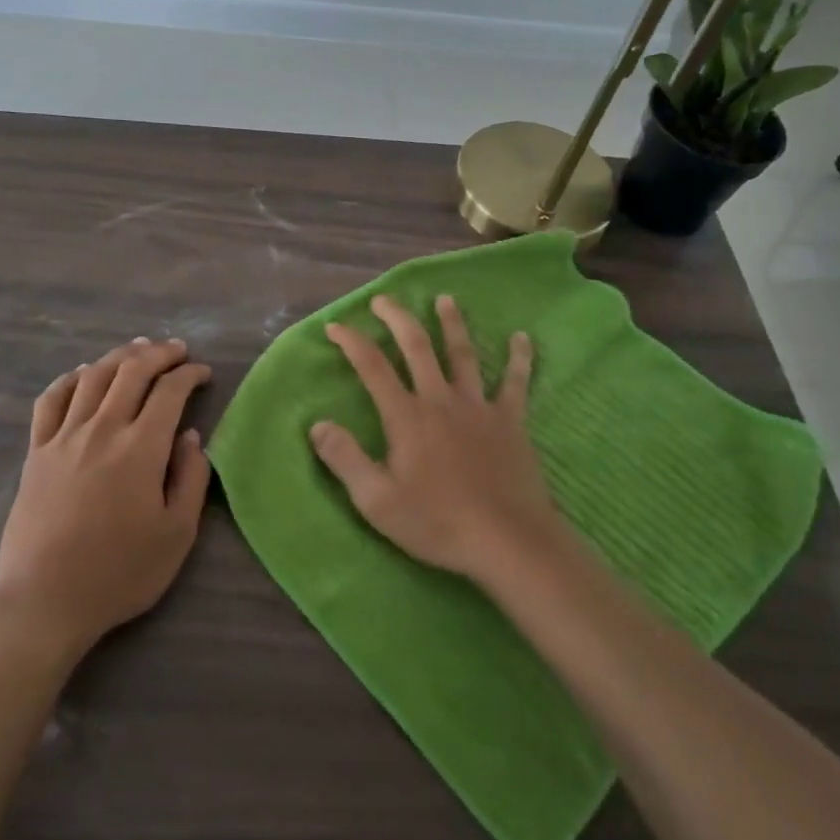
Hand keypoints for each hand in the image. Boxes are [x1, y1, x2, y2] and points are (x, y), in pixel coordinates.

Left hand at [0, 339, 212, 653]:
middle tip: (177, 350)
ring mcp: (63, 437)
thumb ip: (190, 478)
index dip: (189, 374)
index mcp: (141, 448)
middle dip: (159, 354)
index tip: (203, 373)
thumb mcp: (177, 533)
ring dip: (119, 356)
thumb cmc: (121, 572)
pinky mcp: (36, 452)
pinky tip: (82, 374)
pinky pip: (51, 400)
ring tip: (138, 350)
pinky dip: (70, 379)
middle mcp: (102, 429)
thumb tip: (189, 435)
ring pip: (93, 377)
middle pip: (131, 371)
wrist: (46, 600)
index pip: (169, 391)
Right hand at [310, 294, 558, 583]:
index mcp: (406, 417)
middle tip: (383, 300)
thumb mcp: (377, 501)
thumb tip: (317, 425)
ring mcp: (479, 407)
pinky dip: (519, 358)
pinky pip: (515, 382)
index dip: (351, 342)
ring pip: (463, 354)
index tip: (335, 325)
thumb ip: (345, 459)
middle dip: (397, 318)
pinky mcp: (511, 421)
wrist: (507, 540)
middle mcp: (441, 400)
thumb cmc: (437, 522)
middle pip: (417, 347)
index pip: (372, 368)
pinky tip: (522, 337)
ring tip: (445, 299)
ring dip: (452, 324)